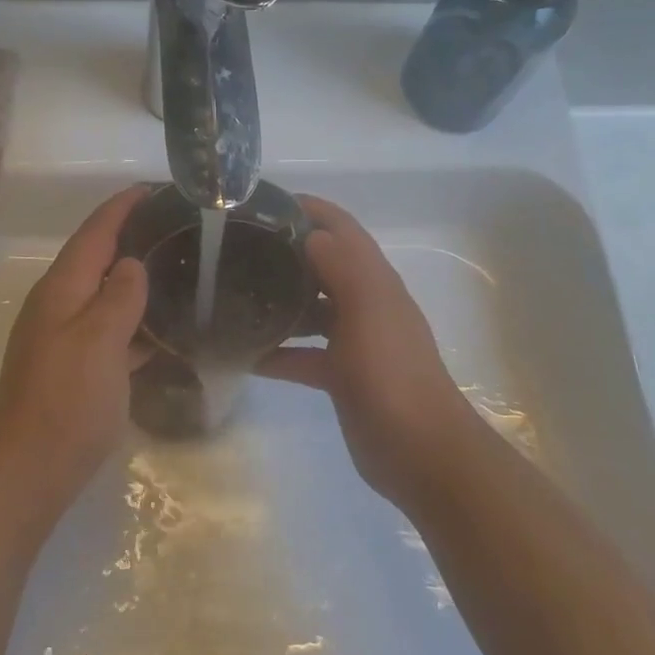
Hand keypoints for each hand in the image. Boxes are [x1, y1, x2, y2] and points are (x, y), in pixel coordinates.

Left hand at [0, 186, 151, 511]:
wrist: (28, 473)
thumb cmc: (66, 402)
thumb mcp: (99, 342)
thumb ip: (119, 297)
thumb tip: (131, 264)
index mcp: (61, 290)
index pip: (94, 233)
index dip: (120, 207)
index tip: (152, 187)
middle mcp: (59, 305)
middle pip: (96, 257)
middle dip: (129, 235)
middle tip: (175, 224)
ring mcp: (64, 337)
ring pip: (104, 293)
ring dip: (133, 276)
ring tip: (176, 265)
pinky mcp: (74, 366)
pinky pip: (109, 327)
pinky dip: (133, 318)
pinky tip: (163, 326)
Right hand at [260, 197, 482, 510]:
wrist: (421, 451)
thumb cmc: (392, 373)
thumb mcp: (368, 310)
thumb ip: (341, 265)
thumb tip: (311, 234)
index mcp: (374, 280)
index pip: (341, 228)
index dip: (309, 208)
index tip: (263, 203)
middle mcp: (365, 302)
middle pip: (322, 263)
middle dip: (286, 251)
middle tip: (236, 247)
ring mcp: (354, 341)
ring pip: (311, 308)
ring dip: (280, 299)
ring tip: (233, 293)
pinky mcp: (342, 376)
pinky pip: (304, 354)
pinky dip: (279, 351)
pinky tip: (245, 355)